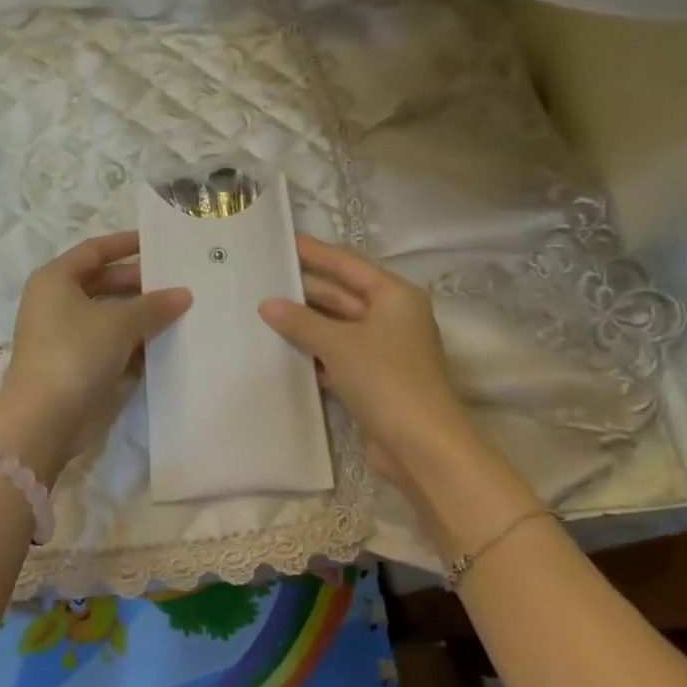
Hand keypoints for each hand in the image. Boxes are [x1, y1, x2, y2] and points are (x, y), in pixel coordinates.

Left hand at [0, 232, 190, 482]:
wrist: (44, 419)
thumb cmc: (76, 353)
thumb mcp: (119, 322)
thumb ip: (154, 305)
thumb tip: (183, 293)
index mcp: (55, 279)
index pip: (95, 250)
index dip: (126, 244)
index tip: (159, 243)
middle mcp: (56, 302)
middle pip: (104, 282)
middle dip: (140, 283)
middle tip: (179, 282)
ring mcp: (64, 335)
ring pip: (109, 315)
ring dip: (140, 314)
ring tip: (181, 310)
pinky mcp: (75, 364)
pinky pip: (109, 343)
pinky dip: (133, 341)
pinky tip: (164, 342)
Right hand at [258, 235, 474, 490]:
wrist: (421, 444)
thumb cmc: (385, 379)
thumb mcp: (339, 344)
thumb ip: (301, 322)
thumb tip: (268, 304)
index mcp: (395, 296)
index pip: (348, 265)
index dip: (316, 253)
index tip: (286, 241)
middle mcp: (393, 318)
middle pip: (343, 295)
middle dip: (306, 290)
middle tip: (265, 279)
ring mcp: (385, 350)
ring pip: (339, 327)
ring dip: (308, 323)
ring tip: (266, 311)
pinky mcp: (375, 380)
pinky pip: (339, 356)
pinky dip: (316, 352)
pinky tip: (285, 351)